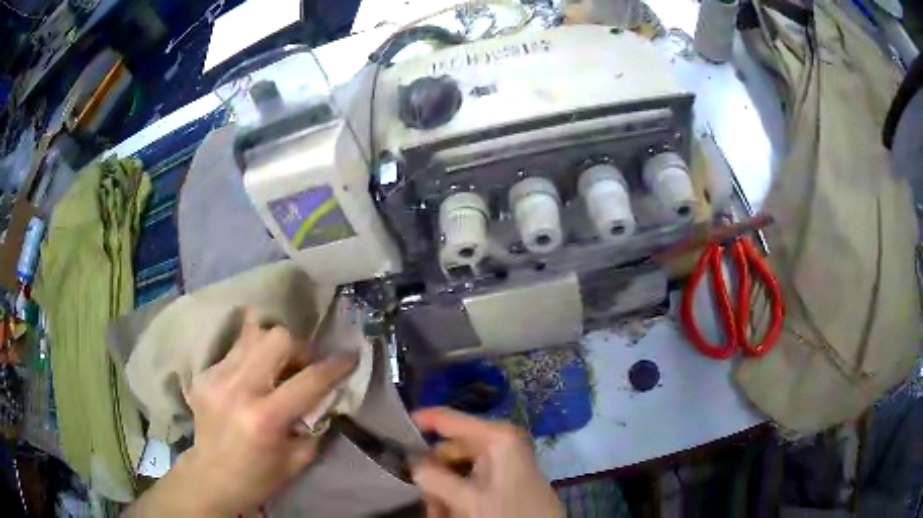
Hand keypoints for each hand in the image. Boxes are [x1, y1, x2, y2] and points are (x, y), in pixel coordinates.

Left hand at [128, 309, 356, 516]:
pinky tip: (253, 379)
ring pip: (253, 334)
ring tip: (276, 367)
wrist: (211, 478)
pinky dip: (252, 358)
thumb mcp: (298, 459)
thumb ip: (315, 423)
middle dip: (298, 347)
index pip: (308, 380)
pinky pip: (236, 350)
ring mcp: (216, 377)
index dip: (335, 366)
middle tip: (301, 366)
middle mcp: (238, 389)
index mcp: (265, 418)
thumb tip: (327, 394)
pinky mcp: (204, 374)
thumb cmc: (259, 477)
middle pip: (276, 337)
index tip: (350, 357)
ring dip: (273, 347)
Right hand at [412, 408, 562, 517]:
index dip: (420, 420)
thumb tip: (413, 463)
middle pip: (450, 451)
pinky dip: (456, 497)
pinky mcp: (504, 479)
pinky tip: (453, 513)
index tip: (394, 426)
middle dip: (433, 477)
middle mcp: (500, 444)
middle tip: (427, 501)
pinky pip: (470, 482)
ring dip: (442, 492)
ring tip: (440, 513)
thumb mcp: (468, 500)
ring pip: (456, 470)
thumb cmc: (509, 513)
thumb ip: (434, 479)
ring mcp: (503, 462)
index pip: (449, 418)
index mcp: (497, 437)